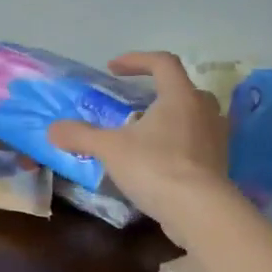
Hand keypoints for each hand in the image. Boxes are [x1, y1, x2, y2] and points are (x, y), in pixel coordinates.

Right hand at [48, 51, 234, 246]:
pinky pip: (197, 144)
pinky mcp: (219, 164)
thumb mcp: (110, 149)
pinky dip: (178, 146)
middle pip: (183, 89)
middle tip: (134, 106)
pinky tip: (158, 163)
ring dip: (170, 120)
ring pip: (193, 117)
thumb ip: (81, 136)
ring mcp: (216, 138)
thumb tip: (53, 129)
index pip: (162, 62)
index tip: (113, 68)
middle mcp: (204, 111)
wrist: (200, 211)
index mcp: (180, 96)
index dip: (136, 60)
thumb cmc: (155, 167)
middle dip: (157, 93)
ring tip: (145, 136)